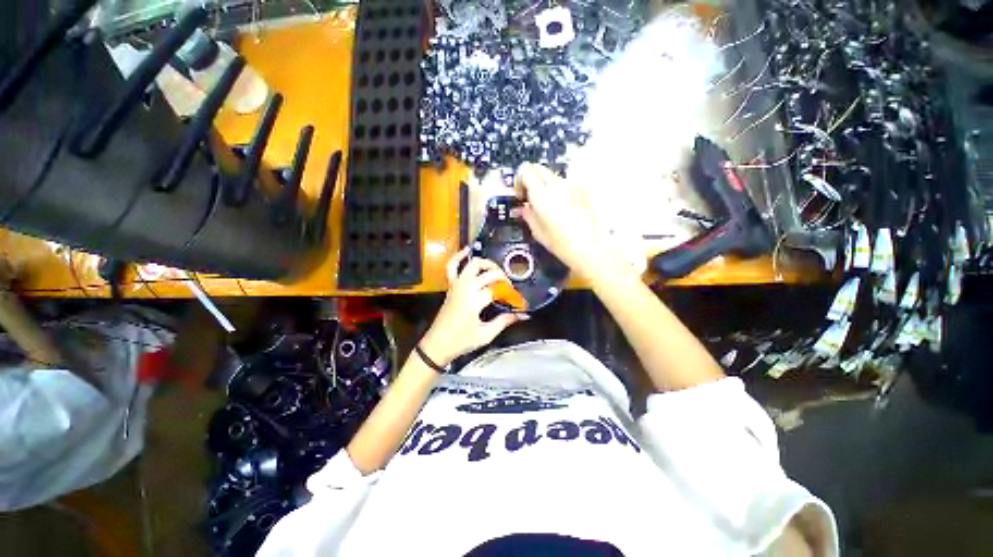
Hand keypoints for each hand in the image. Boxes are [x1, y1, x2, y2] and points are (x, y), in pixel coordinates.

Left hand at [419, 248, 524, 366]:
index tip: (518, 301)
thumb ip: (504, 322)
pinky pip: (452, 267)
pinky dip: (459, 257)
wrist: (437, 344)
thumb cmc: (461, 341)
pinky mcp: (451, 286)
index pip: (497, 289)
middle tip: (509, 288)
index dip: (510, 294)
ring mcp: (456, 285)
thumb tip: (522, 315)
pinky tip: (467, 251)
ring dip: (486, 264)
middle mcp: (465, 288)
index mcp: (473, 301)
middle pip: (487, 273)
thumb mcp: (485, 335)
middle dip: (501, 277)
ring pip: (472, 264)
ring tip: (496, 270)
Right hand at [514, 163, 626, 280]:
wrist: (592, 248)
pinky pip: (566, 185)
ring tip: (548, 207)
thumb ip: (528, 215)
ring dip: (546, 186)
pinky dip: (560, 192)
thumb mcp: (538, 232)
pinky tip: (563, 210)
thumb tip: (523, 208)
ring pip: (552, 176)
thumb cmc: (563, 244)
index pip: (525, 170)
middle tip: (530, 198)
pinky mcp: (584, 191)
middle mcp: (557, 184)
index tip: (520, 195)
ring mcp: (572, 185)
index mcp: (542, 194)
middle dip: (531, 180)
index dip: (518, 180)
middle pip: (538, 168)